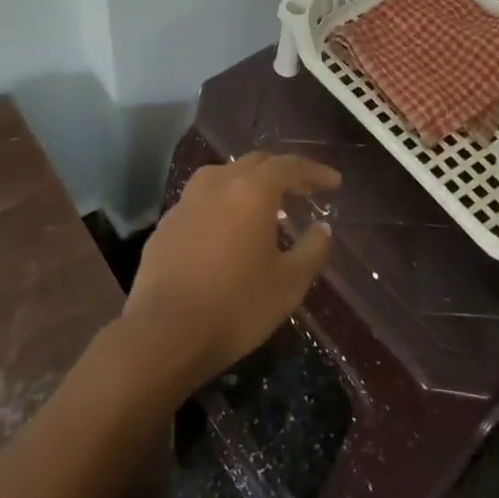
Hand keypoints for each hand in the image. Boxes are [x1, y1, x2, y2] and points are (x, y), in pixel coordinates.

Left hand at [120, 152, 341, 393]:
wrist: (165, 334)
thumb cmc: (237, 306)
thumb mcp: (289, 284)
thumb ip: (312, 250)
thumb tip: (323, 228)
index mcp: (249, 192)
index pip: (287, 166)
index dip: (313, 171)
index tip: (333, 182)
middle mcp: (215, 186)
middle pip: (253, 164)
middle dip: (281, 172)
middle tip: (303, 191)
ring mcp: (185, 204)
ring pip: (221, 176)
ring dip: (247, 183)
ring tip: (264, 205)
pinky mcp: (165, 226)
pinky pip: (200, 202)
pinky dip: (221, 204)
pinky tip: (226, 230)